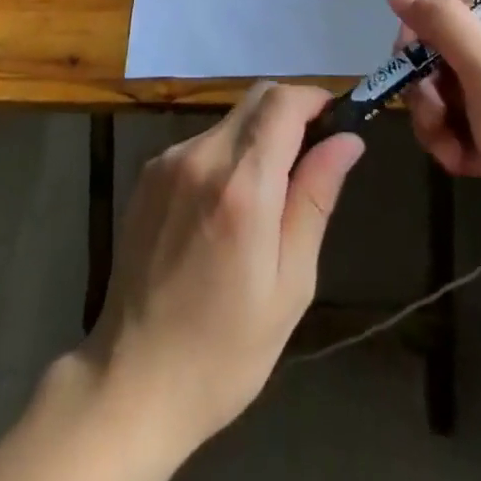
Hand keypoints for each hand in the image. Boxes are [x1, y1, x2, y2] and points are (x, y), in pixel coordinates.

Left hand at [79, 83, 364, 461]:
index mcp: (241, 185)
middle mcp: (200, 156)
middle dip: (291, 112)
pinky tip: (225, 208)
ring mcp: (167, 161)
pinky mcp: (147, 173)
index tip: (337, 119)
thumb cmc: (226, 350)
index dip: (315, 99)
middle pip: (256, 98)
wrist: (132, 381)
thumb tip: (348, 139)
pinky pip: (201, 143)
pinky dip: (226, 155)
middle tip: (311, 157)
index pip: (283, 102)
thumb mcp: (290, 283)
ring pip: (229, 120)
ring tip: (268, 197)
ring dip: (258, 136)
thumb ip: (316, 198)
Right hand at [391, 0, 480, 291]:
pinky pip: (454, 118)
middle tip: (435, 114)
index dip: (423, 31)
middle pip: (440, 46)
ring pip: (441, 86)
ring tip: (451, 148)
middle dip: (427, 85)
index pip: (450, 3)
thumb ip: (445, 24)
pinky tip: (465, 165)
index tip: (413, 66)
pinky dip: (450, 140)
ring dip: (434, 118)